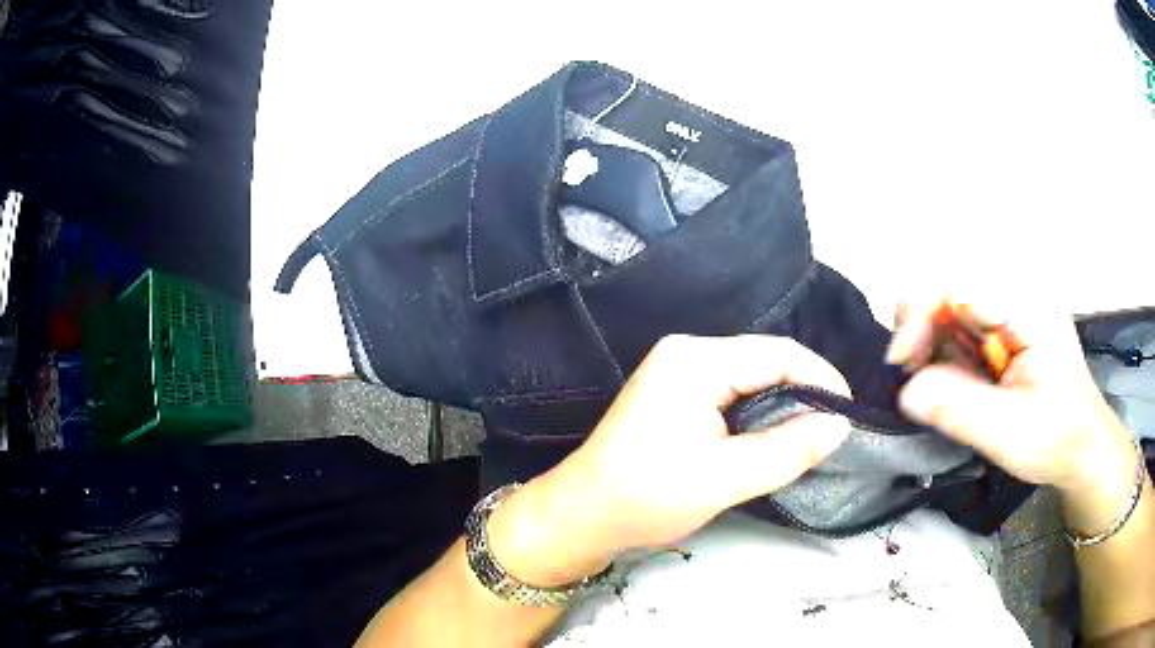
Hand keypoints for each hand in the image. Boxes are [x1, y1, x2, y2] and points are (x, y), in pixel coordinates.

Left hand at [488, 335, 851, 585]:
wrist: (581, 516)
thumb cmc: (646, 496)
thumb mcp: (725, 477)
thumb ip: (788, 449)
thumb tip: (840, 426)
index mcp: (695, 360)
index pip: (777, 353)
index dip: (820, 378)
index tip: (849, 413)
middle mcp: (686, 354)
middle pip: (764, 361)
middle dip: (804, 391)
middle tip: (833, 428)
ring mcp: (677, 373)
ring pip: (750, 379)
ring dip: (783, 404)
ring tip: (812, 434)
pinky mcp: (674, 396)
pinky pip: (731, 394)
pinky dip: (759, 413)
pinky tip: (774, 435)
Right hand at [888, 294, 1136, 529]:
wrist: (1083, 448)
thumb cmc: (1058, 438)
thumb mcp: (1012, 432)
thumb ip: (961, 409)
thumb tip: (906, 391)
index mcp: (1025, 304)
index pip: (958, 283)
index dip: (921, 313)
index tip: (902, 363)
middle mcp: (1014, 296)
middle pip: (948, 290)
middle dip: (921, 330)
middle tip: (911, 376)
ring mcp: (1008, 314)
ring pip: (949, 312)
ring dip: (930, 347)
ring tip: (929, 387)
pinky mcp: (1002, 335)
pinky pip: (960, 334)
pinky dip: (943, 358)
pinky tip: (946, 385)